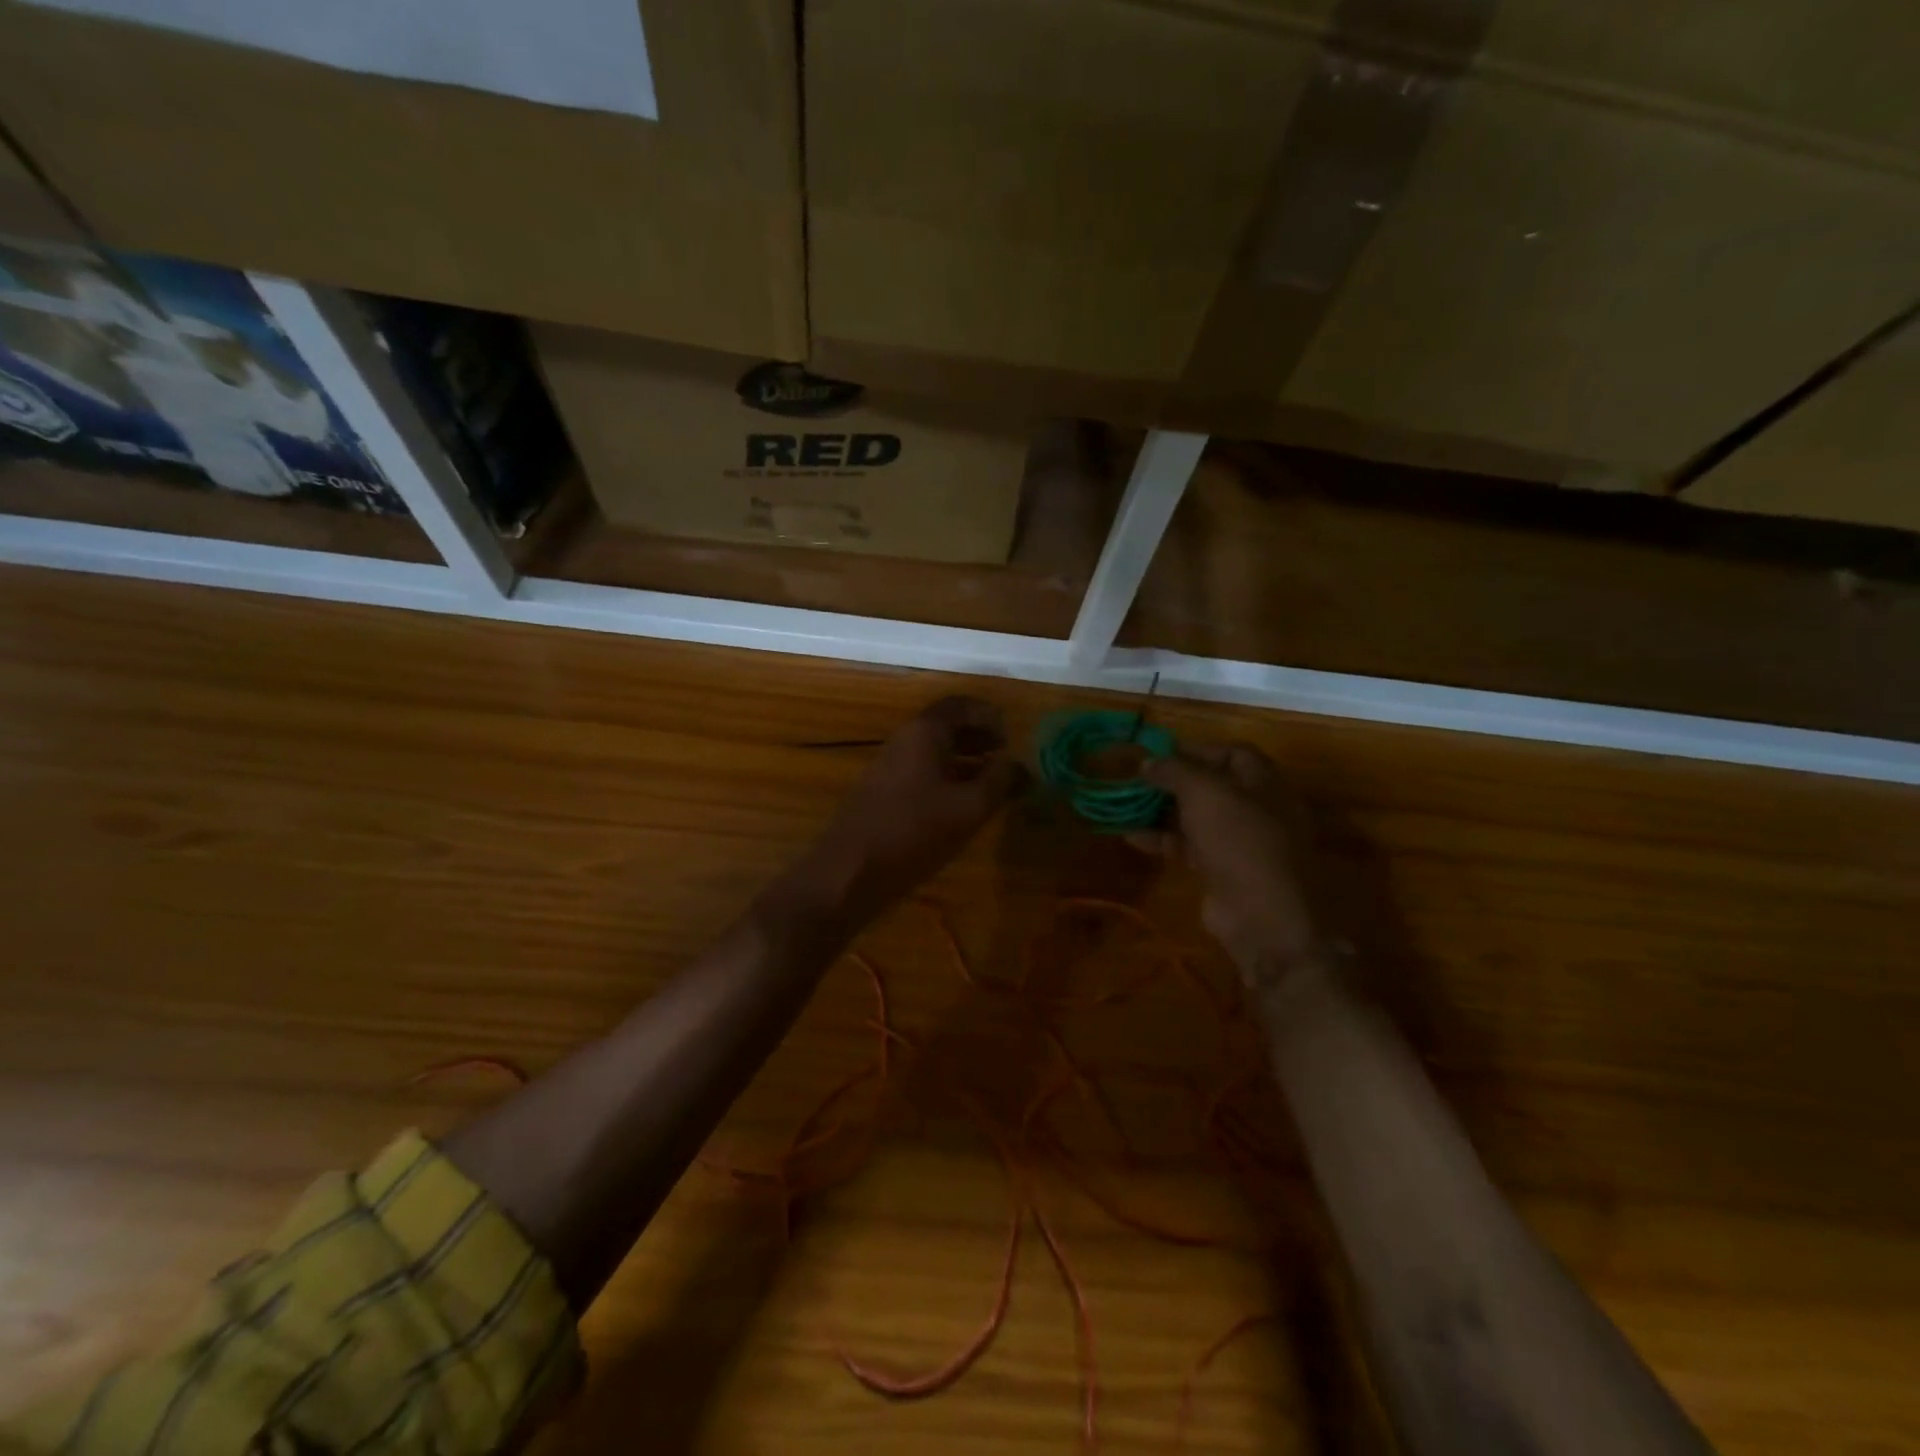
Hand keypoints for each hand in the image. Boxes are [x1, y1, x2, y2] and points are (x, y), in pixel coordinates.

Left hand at [780, 696, 1024, 928]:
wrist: (849, 871)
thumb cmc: (914, 831)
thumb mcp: (968, 808)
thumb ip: (1000, 782)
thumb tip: (1021, 765)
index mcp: (924, 733)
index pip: (960, 705)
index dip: (989, 715)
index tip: (1011, 736)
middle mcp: (904, 741)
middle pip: (945, 726)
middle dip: (978, 737)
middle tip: (1005, 756)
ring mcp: (888, 766)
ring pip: (932, 750)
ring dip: (963, 759)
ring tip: (990, 781)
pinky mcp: (881, 792)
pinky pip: (920, 771)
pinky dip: (946, 777)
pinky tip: (960, 805)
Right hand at [1139, 743, 1323, 986]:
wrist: (1262, 913)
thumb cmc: (1239, 838)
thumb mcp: (1203, 792)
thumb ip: (1173, 770)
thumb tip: (1146, 761)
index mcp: (1263, 781)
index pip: (1231, 752)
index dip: (1195, 749)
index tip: (1158, 752)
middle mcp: (1255, 807)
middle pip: (1210, 785)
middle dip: (1172, 781)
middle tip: (1136, 779)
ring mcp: (1238, 841)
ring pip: (1195, 816)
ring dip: (1161, 810)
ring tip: (1125, 804)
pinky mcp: (1220, 869)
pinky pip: (1186, 846)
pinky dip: (1160, 838)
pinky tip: (1130, 835)